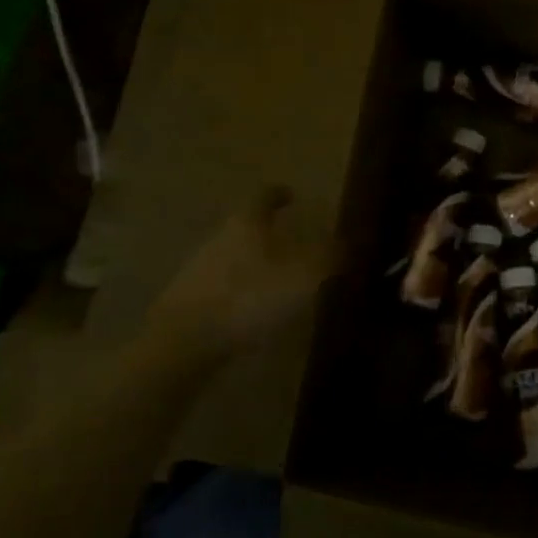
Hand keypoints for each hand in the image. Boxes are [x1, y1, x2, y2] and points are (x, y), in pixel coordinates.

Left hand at [136, 187, 327, 380]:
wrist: (185, 342)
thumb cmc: (250, 297)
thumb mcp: (304, 276)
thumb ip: (330, 256)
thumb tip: (352, 242)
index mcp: (247, 223)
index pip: (265, 197)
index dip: (279, 194)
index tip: (291, 195)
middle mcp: (220, 238)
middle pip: (246, 226)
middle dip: (268, 231)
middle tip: (293, 240)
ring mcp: (199, 270)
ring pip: (233, 257)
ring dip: (255, 263)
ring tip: (278, 278)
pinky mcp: (190, 301)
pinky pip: (223, 287)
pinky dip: (241, 291)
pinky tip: (255, 309)